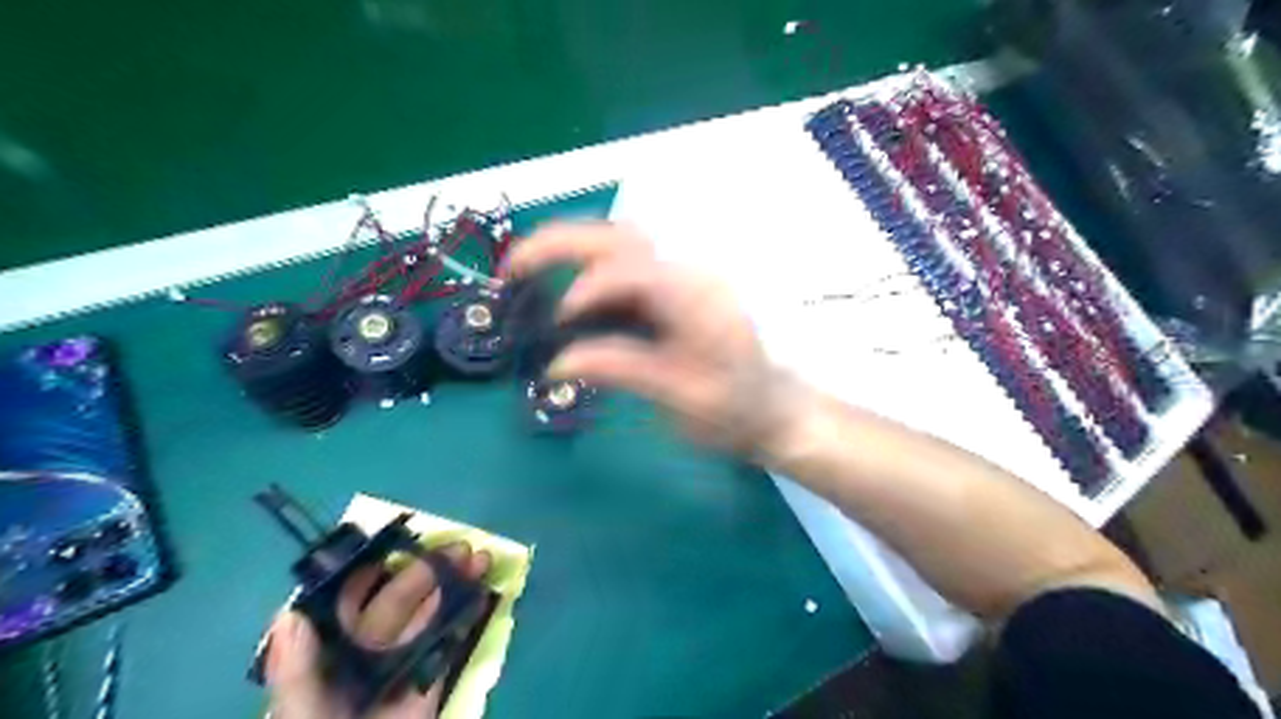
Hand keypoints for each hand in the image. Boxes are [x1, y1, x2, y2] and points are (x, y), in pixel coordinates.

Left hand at [263, 545, 490, 718]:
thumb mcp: (301, 713)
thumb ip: (295, 670)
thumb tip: (291, 612)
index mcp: (329, 653)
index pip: (351, 600)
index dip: (376, 569)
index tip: (402, 543)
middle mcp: (365, 651)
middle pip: (400, 600)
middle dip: (429, 571)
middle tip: (461, 547)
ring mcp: (401, 664)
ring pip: (429, 614)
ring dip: (455, 584)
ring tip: (480, 558)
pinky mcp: (430, 682)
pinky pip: (449, 642)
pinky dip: (467, 615)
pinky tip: (481, 592)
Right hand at [510, 222, 797, 458]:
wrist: (772, 411)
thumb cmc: (735, 411)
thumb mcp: (681, 399)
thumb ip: (623, 371)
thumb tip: (558, 363)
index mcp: (699, 298)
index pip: (635, 268)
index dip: (590, 289)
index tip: (560, 322)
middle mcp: (691, 273)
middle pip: (621, 237)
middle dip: (561, 244)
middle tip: (512, 268)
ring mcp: (683, 277)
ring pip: (620, 242)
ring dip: (571, 248)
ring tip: (528, 271)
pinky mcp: (674, 289)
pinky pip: (625, 265)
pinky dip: (586, 269)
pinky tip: (565, 290)